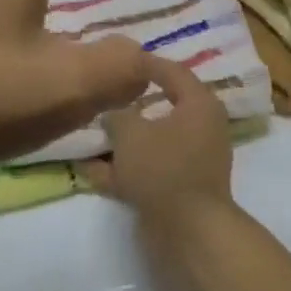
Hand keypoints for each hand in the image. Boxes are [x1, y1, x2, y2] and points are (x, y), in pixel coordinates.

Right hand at [82, 54, 235, 223]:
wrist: (188, 230)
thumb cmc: (163, 168)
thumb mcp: (131, 133)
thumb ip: (118, 117)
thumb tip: (113, 115)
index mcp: (199, 105)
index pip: (173, 72)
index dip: (146, 64)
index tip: (120, 59)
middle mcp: (201, 129)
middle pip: (162, 109)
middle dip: (130, 107)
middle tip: (103, 97)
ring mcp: (191, 161)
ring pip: (152, 143)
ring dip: (122, 142)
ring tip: (90, 137)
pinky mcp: (179, 189)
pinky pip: (148, 170)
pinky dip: (123, 170)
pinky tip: (90, 171)